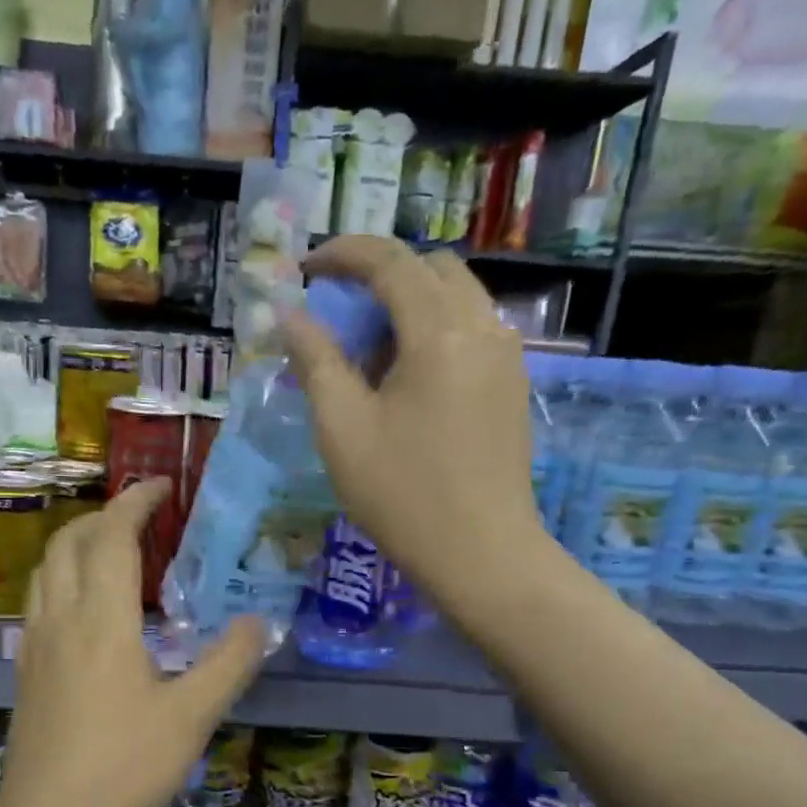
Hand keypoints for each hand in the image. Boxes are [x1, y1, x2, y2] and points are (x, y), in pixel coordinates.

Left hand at [0, 480, 266, 806]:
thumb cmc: (124, 768)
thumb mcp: (191, 717)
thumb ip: (229, 663)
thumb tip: (259, 623)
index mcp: (101, 621)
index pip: (112, 537)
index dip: (135, 502)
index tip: (162, 485)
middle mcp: (60, 619)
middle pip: (68, 541)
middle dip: (102, 515)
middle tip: (142, 517)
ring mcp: (35, 645)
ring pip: (46, 569)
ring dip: (77, 543)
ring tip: (114, 551)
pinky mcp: (26, 670)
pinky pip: (39, 600)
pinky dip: (63, 576)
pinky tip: (88, 606)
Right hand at [283, 237, 540, 606]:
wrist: (481, 553)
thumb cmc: (402, 495)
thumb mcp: (342, 430)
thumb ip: (316, 362)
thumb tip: (292, 316)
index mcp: (438, 333)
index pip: (391, 262)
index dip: (344, 253)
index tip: (306, 268)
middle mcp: (483, 328)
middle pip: (431, 268)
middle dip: (380, 275)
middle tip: (339, 312)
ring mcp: (506, 355)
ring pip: (457, 296)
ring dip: (410, 302)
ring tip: (371, 351)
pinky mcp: (513, 384)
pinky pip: (473, 329)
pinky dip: (436, 328)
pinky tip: (409, 376)